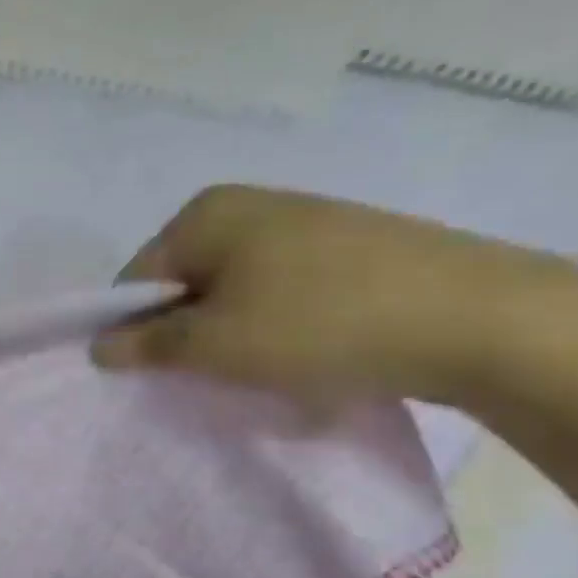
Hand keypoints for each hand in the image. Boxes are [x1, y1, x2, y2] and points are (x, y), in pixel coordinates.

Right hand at [91, 186, 573, 406]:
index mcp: (204, 213)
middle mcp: (249, 204)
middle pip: (184, 282)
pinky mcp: (350, 246)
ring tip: (266, 367)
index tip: (161, 370)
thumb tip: (97, 347)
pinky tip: (308, 350)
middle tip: (213, 373)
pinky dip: (279, 325)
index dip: (136, 329)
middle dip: (187, 331)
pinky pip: (283, 290)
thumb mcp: (211, 345)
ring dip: (232, 333)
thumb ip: (144, 345)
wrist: (480, 320)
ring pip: (233, 290)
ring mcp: (304, 220)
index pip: (136, 279)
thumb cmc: (316, 324)